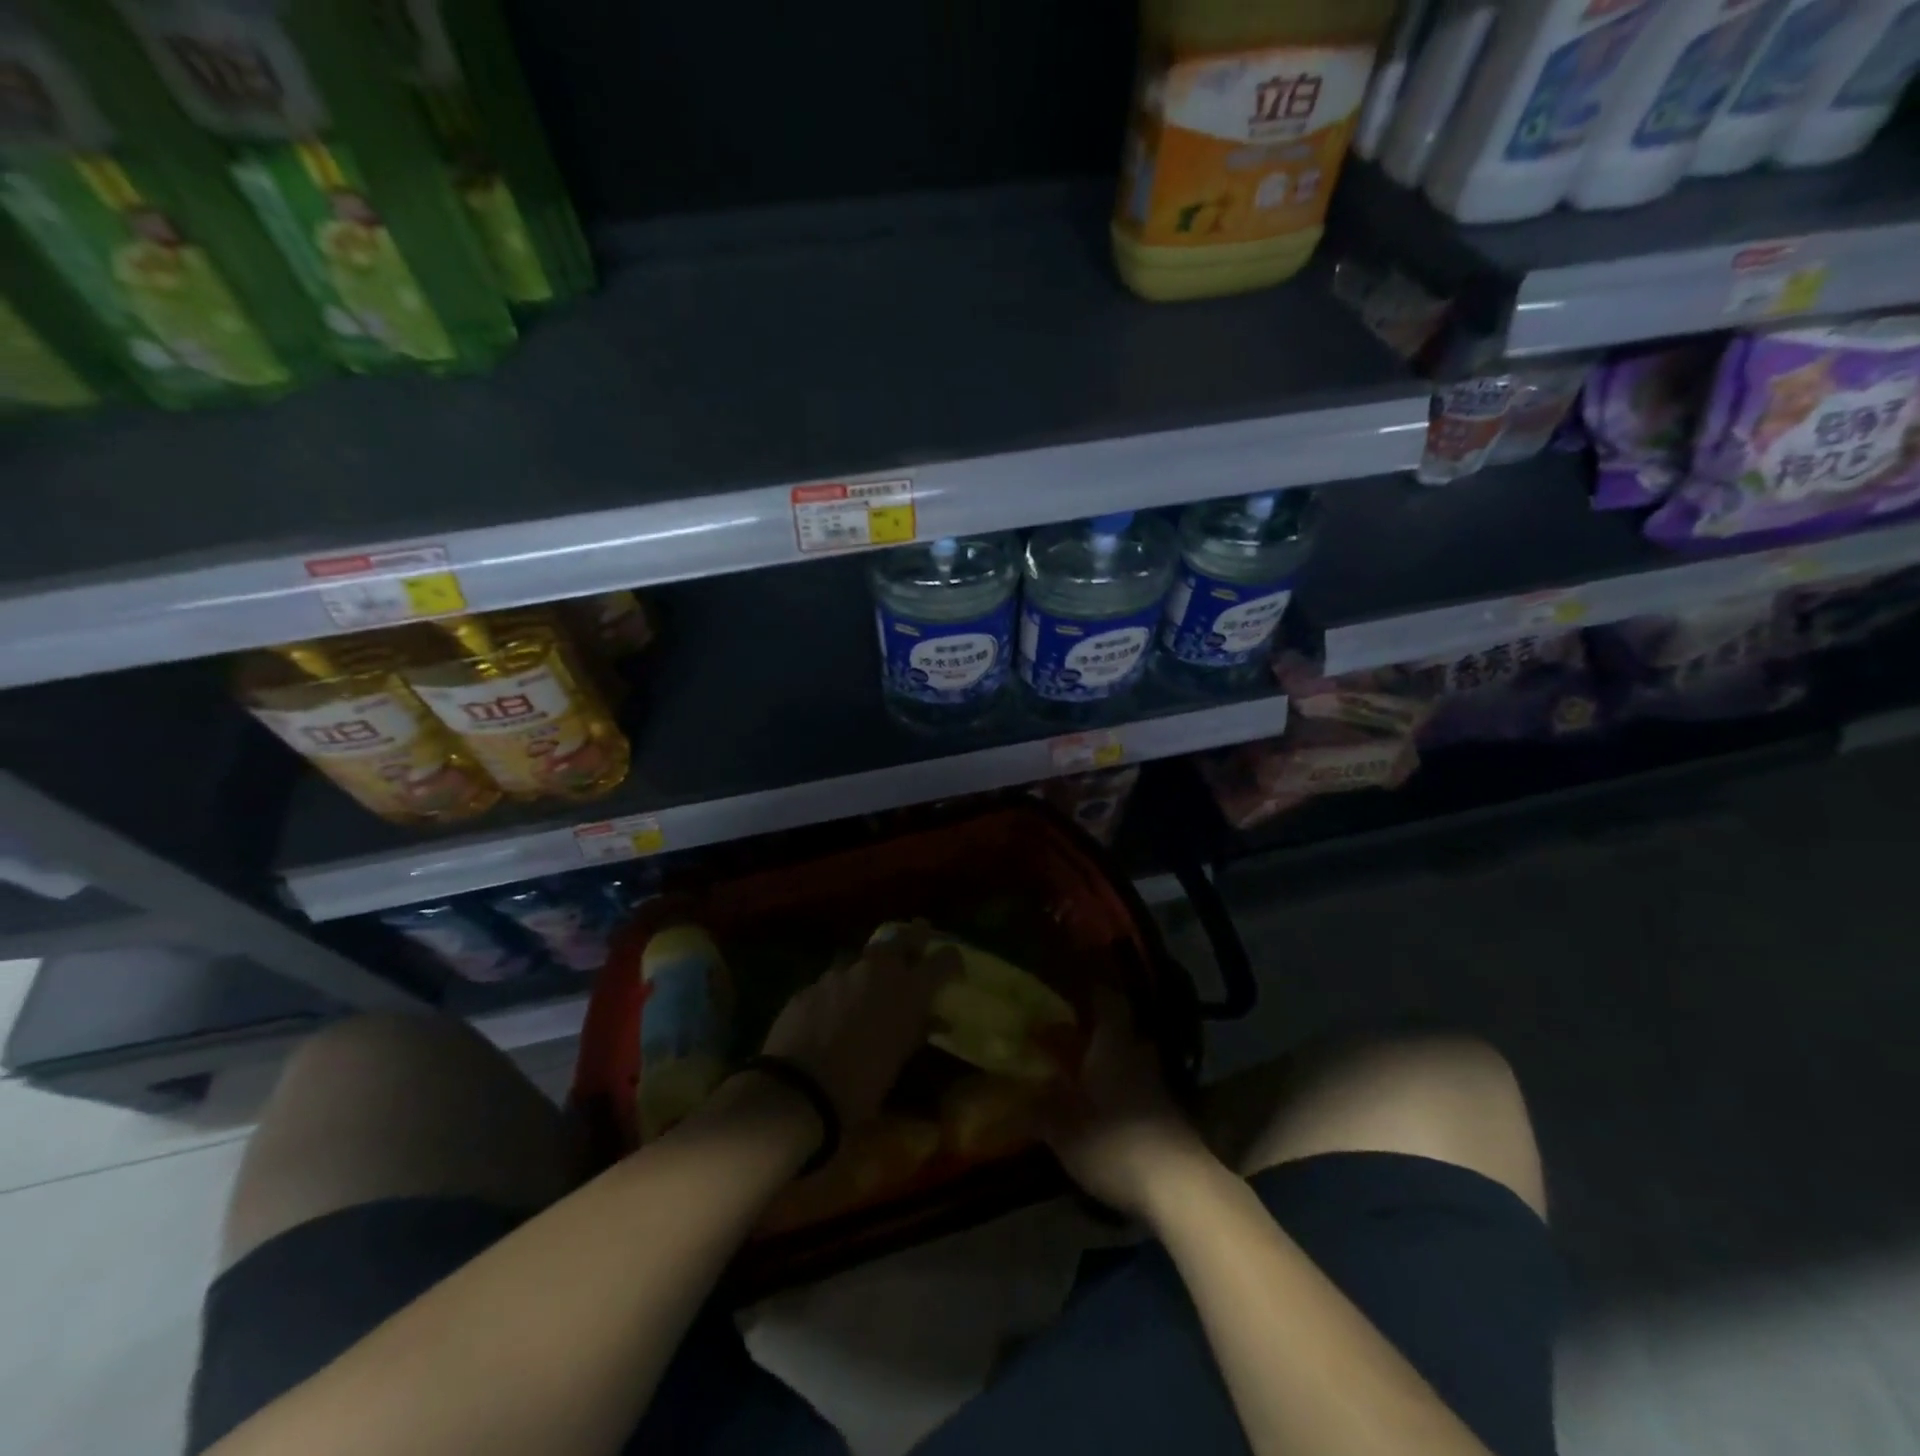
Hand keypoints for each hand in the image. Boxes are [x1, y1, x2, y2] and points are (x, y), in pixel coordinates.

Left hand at [759, 921, 958, 1126]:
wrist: (798, 1090)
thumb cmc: (862, 1084)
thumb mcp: (899, 1061)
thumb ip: (918, 1031)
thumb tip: (936, 1020)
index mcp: (909, 988)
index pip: (944, 959)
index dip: (951, 961)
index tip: (953, 968)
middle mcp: (877, 969)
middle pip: (902, 937)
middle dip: (914, 938)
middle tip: (918, 941)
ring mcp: (840, 972)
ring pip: (864, 958)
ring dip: (871, 969)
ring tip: (869, 987)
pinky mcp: (811, 984)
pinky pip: (834, 980)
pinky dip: (841, 991)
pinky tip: (834, 1011)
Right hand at [1042, 989, 1212, 1219]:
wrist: (1180, 1188)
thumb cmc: (1115, 1144)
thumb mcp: (1063, 1129)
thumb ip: (1038, 1107)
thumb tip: (1014, 1091)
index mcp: (1113, 1045)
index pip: (1108, 1001)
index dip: (1092, 991)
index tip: (1072, 988)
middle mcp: (1139, 1055)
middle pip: (1122, 1029)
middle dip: (1098, 1030)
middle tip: (1072, 1034)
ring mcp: (1160, 1085)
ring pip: (1133, 1059)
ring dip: (1112, 1062)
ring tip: (1086, 1072)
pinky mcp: (1172, 1115)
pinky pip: (1142, 1088)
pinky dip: (1125, 1090)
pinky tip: (1108, 1106)